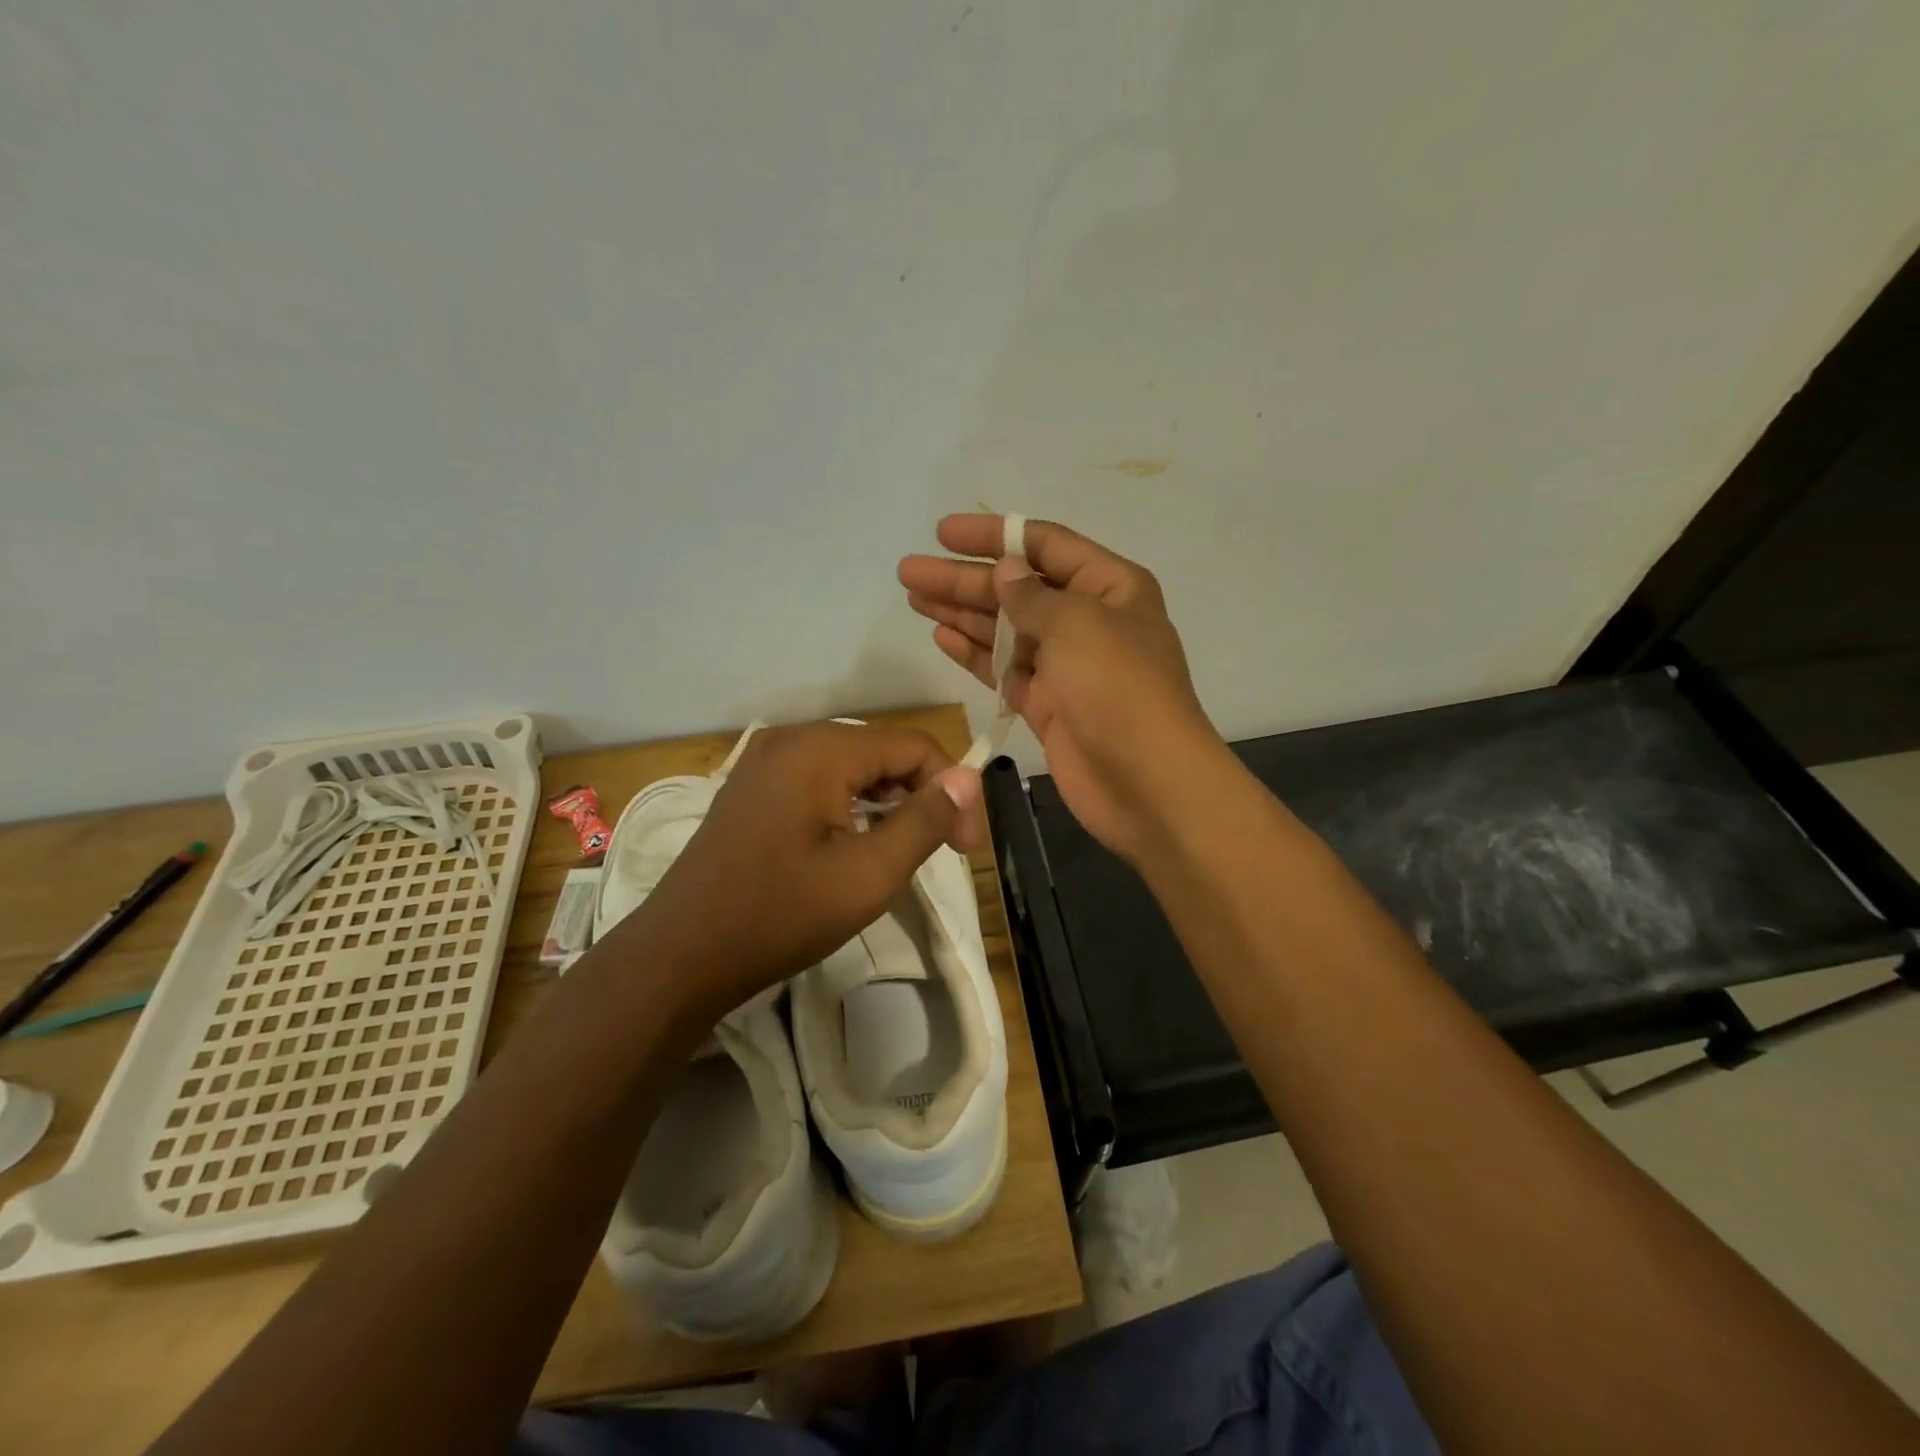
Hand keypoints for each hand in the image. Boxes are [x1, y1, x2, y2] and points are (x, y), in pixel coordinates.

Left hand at [620, 721, 984, 1022]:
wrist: (681, 955)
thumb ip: (925, 821)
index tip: (966, 847)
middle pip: (882, 751)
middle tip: (942, 852)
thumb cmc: (780, 914)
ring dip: (887, 802)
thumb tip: (969, 779)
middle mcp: (792, 739)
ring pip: (852, 767)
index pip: (914, 745)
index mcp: (821, 748)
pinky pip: (819, 780)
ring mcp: (765, 761)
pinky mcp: (752, 787)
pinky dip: (850, 805)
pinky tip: (855, 844)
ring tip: (901, 852)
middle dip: (921, 794)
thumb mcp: (868, 874)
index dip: (952, 790)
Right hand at [899, 515, 1225, 861]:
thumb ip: (1032, 595)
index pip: (1045, 546)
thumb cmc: (1118, 688)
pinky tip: (941, 636)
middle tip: (909, 572)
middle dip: (964, 579)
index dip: (993, 536)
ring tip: (913, 598)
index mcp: (1110, 587)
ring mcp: (1066, 666)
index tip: (943, 533)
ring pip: (1005, 630)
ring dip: (961, 613)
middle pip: (1017, 589)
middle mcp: (1088, 621)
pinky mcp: (1047, 705)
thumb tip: (1005, 572)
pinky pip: (1004, 670)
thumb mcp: (1077, 624)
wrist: (1146, 782)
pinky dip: (974, 654)